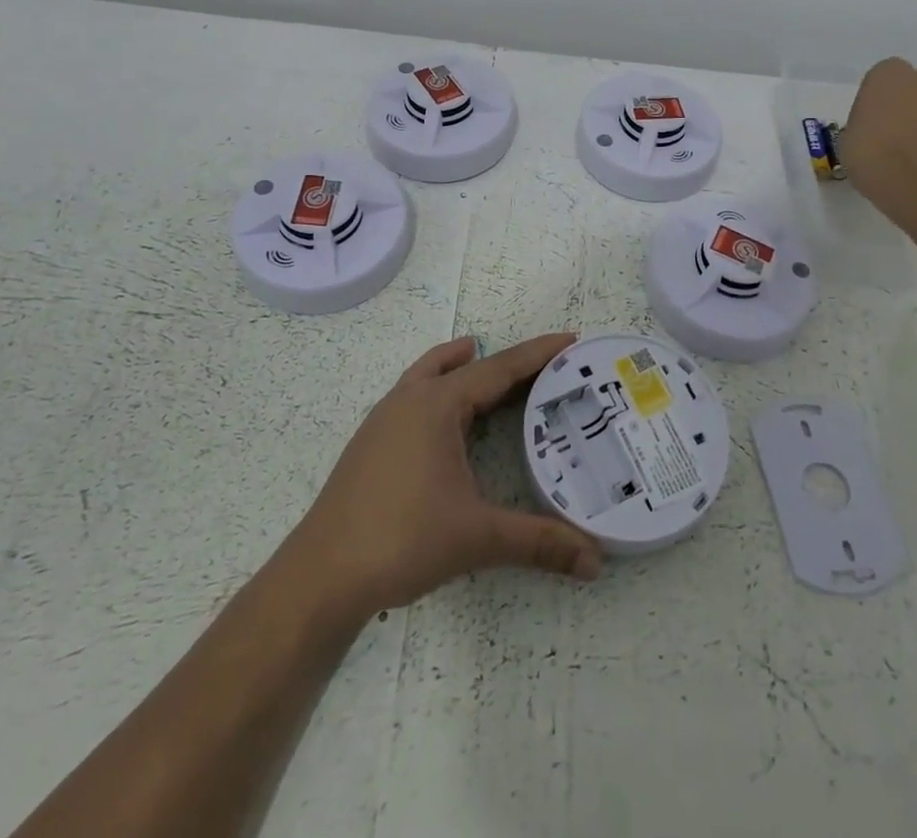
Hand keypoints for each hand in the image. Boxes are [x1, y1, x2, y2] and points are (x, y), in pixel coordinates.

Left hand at [283, 333, 602, 622]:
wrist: (320, 575)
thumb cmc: (401, 540)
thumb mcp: (477, 537)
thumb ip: (539, 543)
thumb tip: (596, 561)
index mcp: (438, 405)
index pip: (499, 368)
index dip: (538, 354)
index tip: (571, 340)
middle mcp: (410, 399)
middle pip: (468, 367)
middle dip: (508, 362)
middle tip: (547, 365)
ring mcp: (384, 418)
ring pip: (431, 373)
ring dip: (461, 364)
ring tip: (482, 356)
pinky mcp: (371, 441)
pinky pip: (412, 393)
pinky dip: (435, 385)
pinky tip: (441, 412)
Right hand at [838, 57, 916, 232]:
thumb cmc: (873, 156)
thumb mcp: (847, 139)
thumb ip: (862, 124)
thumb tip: (873, 129)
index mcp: (888, 74)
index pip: (877, 80)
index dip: (871, 103)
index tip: (865, 125)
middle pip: (907, 90)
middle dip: (899, 108)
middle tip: (884, 138)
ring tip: (904, 157)